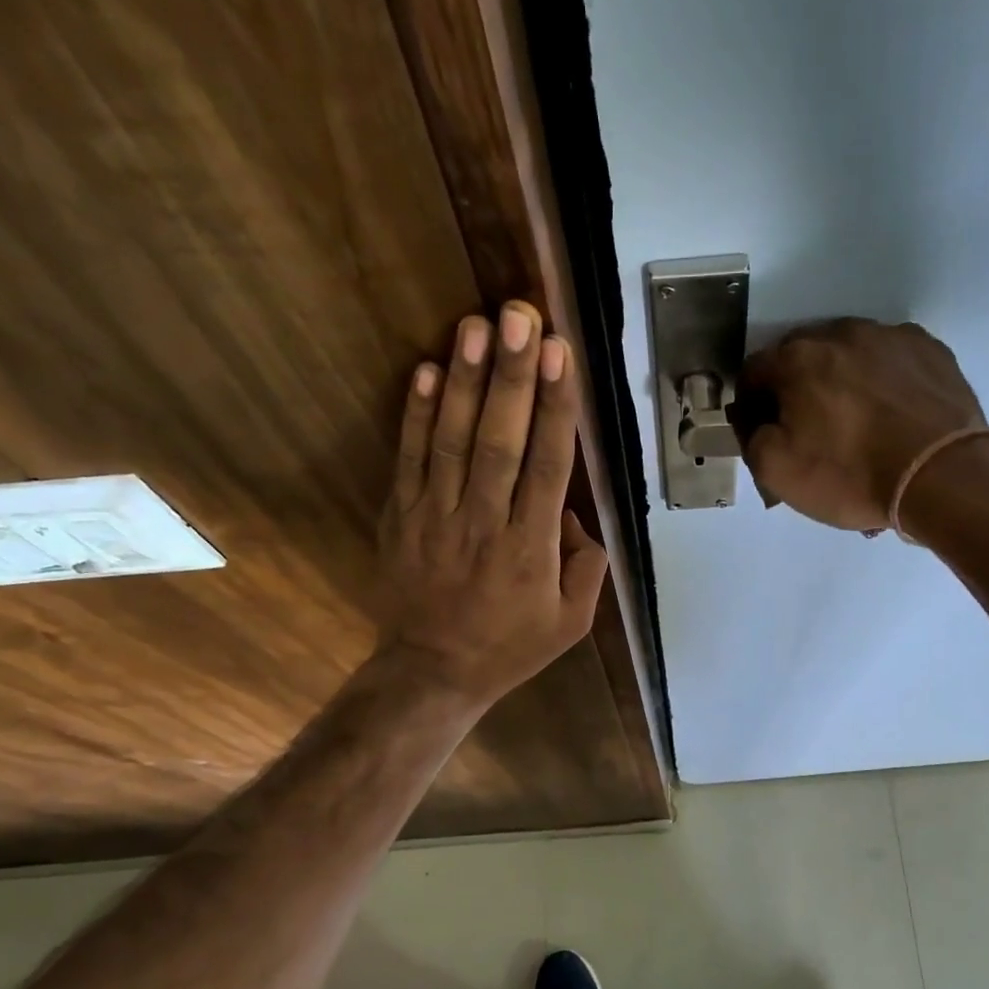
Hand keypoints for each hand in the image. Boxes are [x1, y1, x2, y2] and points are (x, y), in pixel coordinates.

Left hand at [376, 301, 607, 707]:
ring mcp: (436, 518)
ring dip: (462, 381)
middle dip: (511, 377)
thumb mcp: (572, 622)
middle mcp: (485, 524)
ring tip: (473, 325)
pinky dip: (413, 416)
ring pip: (451, 441)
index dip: (556, 408)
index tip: (561, 354)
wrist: (433, 672)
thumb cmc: (510, 647)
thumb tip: (571, 513)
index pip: (549, 467)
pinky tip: (422, 370)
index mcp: (531, 549)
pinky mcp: (402, 518)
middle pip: (500, 442)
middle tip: (518, 316)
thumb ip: (586, 566)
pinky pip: (408, 460)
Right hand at [737, 317, 984, 530]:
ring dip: (841, 381)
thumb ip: (752, 437)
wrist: (942, 475)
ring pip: (848, 355)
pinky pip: (890, 360)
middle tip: (808, 430)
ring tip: (855, 423)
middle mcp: (841, 333)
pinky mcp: (929, 349)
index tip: (762, 432)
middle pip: (801, 357)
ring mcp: (890, 336)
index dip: (751, 404)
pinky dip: (882, 381)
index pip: (754, 371)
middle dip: (796, 388)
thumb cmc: (851, 475)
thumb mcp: (778, 472)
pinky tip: (891, 415)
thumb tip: (755, 419)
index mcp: (797, 360)